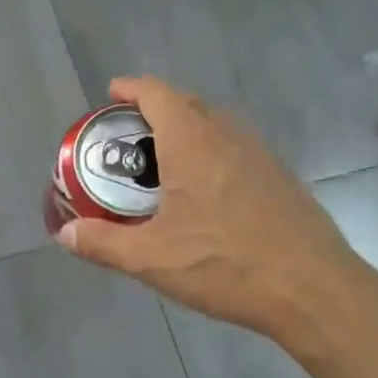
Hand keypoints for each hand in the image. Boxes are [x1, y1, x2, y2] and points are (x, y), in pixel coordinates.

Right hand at [56, 76, 368, 343]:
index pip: (156, 93)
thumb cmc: (225, 264)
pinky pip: (235, 146)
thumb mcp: (152, 259)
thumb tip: (65, 234)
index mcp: (192, 141)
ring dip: (185, 130)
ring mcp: (259, 152)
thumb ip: (103, 243)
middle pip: (185, 102)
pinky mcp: (279, 175)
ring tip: (162, 163)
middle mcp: (227, 134)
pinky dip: (210, 151)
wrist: (312, 289)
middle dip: (154, 110)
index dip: (130, 89)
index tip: (111, 96)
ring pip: (214, 124)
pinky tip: (205, 192)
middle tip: (129, 137)